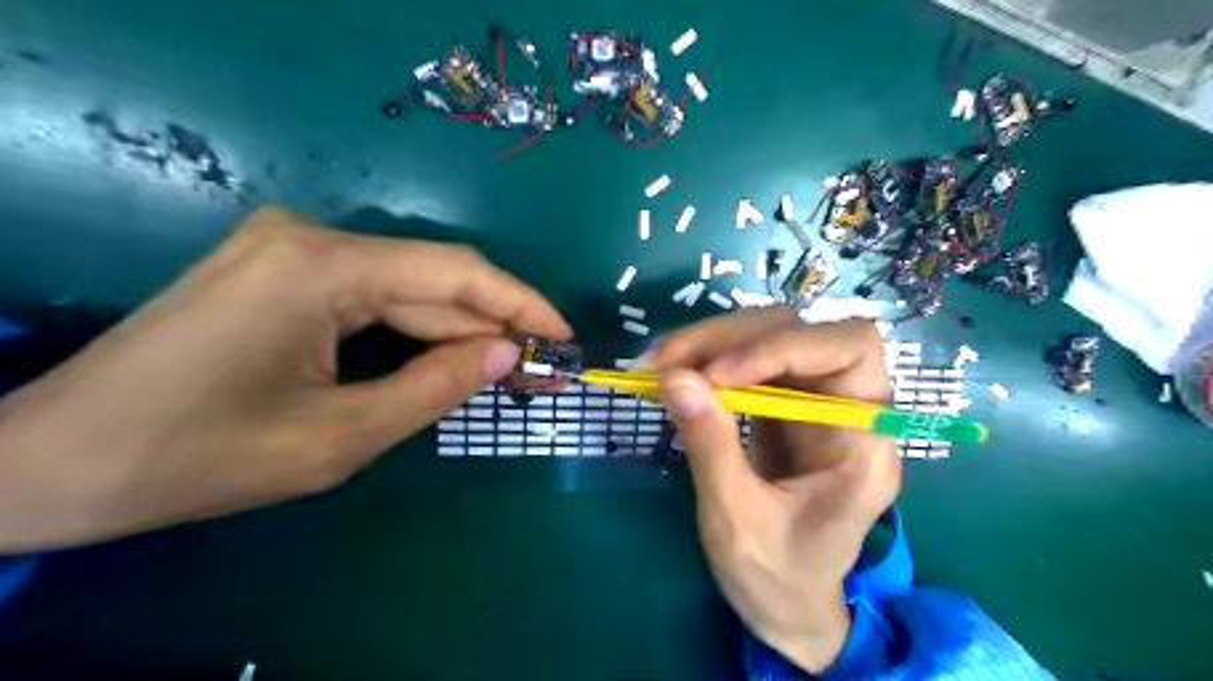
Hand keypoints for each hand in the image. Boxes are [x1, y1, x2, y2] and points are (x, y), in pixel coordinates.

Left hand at [1, 208, 568, 552]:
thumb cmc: (198, 457)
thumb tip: (509, 354)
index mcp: (321, 267)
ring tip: (508, 370)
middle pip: (432, 280)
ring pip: (405, 290)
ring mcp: (292, 249)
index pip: (454, 273)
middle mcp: (310, 237)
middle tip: (542, 368)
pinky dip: (416, 332)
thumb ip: (436, 389)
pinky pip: (373, 298)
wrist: (53, 463)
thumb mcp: (339, 438)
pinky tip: (449, 359)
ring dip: (457, 332)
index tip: (565, 336)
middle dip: (492, 325)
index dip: (520, 304)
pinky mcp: (281, 270)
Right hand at [644, 312, 897, 671]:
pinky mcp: (783, 403)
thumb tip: (674, 376)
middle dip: (729, 338)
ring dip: (710, 342)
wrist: (788, 606)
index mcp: (864, 442)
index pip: (847, 349)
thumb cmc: (777, 578)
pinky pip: (746, 360)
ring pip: (768, 335)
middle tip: (664, 362)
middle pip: (800, 330)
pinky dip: (706, 360)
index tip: (714, 376)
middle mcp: (848, 406)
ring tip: (657, 365)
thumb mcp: (736, 520)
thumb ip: (710, 446)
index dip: (781, 347)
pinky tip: (673, 374)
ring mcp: (813, 400)